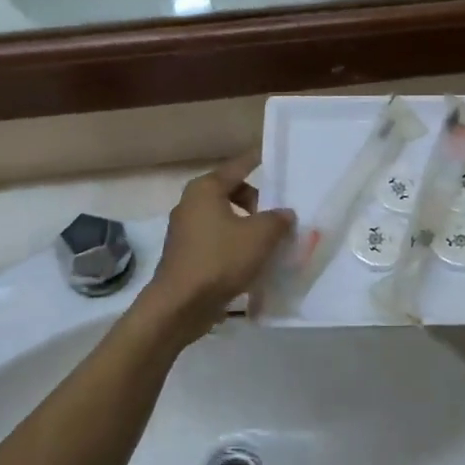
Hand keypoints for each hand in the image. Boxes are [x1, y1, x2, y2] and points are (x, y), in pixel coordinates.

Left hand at [140, 152, 294, 342]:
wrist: (180, 305)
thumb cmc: (220, 260)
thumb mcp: (260, 236)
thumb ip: (278, 219)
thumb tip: (284, 213)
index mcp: (206, 189)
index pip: (239, 166)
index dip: (259, 161)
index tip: (276, 158)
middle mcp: (191, 203)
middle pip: (232, 192)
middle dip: (257, 203)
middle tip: (277, 219)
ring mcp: (185, 230)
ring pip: (225, 218)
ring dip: (247, 227)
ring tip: (268, 244)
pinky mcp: (186, 255)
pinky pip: (217, 241)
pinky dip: (234, 245)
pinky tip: (251, 263)